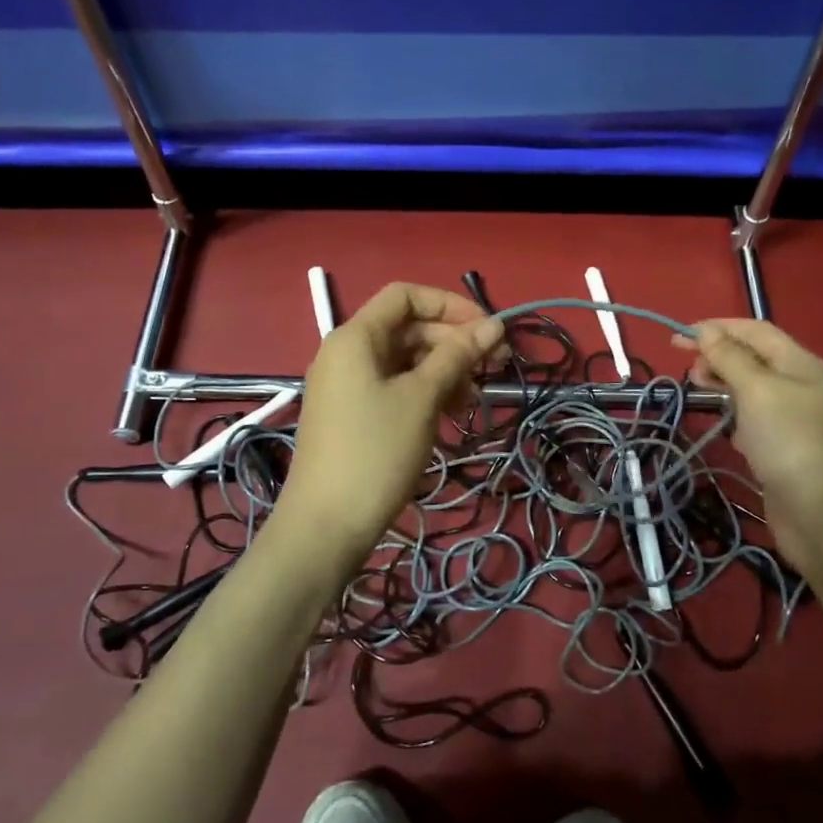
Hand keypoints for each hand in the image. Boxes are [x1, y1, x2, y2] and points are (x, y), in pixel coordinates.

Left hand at [279, 283, 505, 560]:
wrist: (325, 526)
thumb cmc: (376, 451)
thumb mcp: (422, 398)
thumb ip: (457, 355)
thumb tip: (494, 325)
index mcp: (356, 337)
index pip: (405, 296)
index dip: (449, 304)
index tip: (487, 330)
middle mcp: (348, 352)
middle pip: (408, 328)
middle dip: (453, 341)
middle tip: (496, 365)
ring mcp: (348, 385)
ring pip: (405, 360)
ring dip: (444, 369)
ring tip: (475, 397)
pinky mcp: (353, 414)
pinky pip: (395, 386)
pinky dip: (426, 392)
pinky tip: (452, 413)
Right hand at [674, 318, 822, 579]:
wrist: (822, 517)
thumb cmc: (789, 442)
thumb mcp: (757, 390)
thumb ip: (730, 358)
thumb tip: (706, 331)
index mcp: (800, 363)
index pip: (755, 330)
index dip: (717, 328)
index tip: (679, 338)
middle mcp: (799, 385)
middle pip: (752, 357)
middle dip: (718, 356)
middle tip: (690, 372)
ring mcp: (791, 418)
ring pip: (750, 388)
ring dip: (722, 384)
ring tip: (698, 391)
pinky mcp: (781, 447)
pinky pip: (751, 418)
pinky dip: (732, 414)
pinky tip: (721, 425)